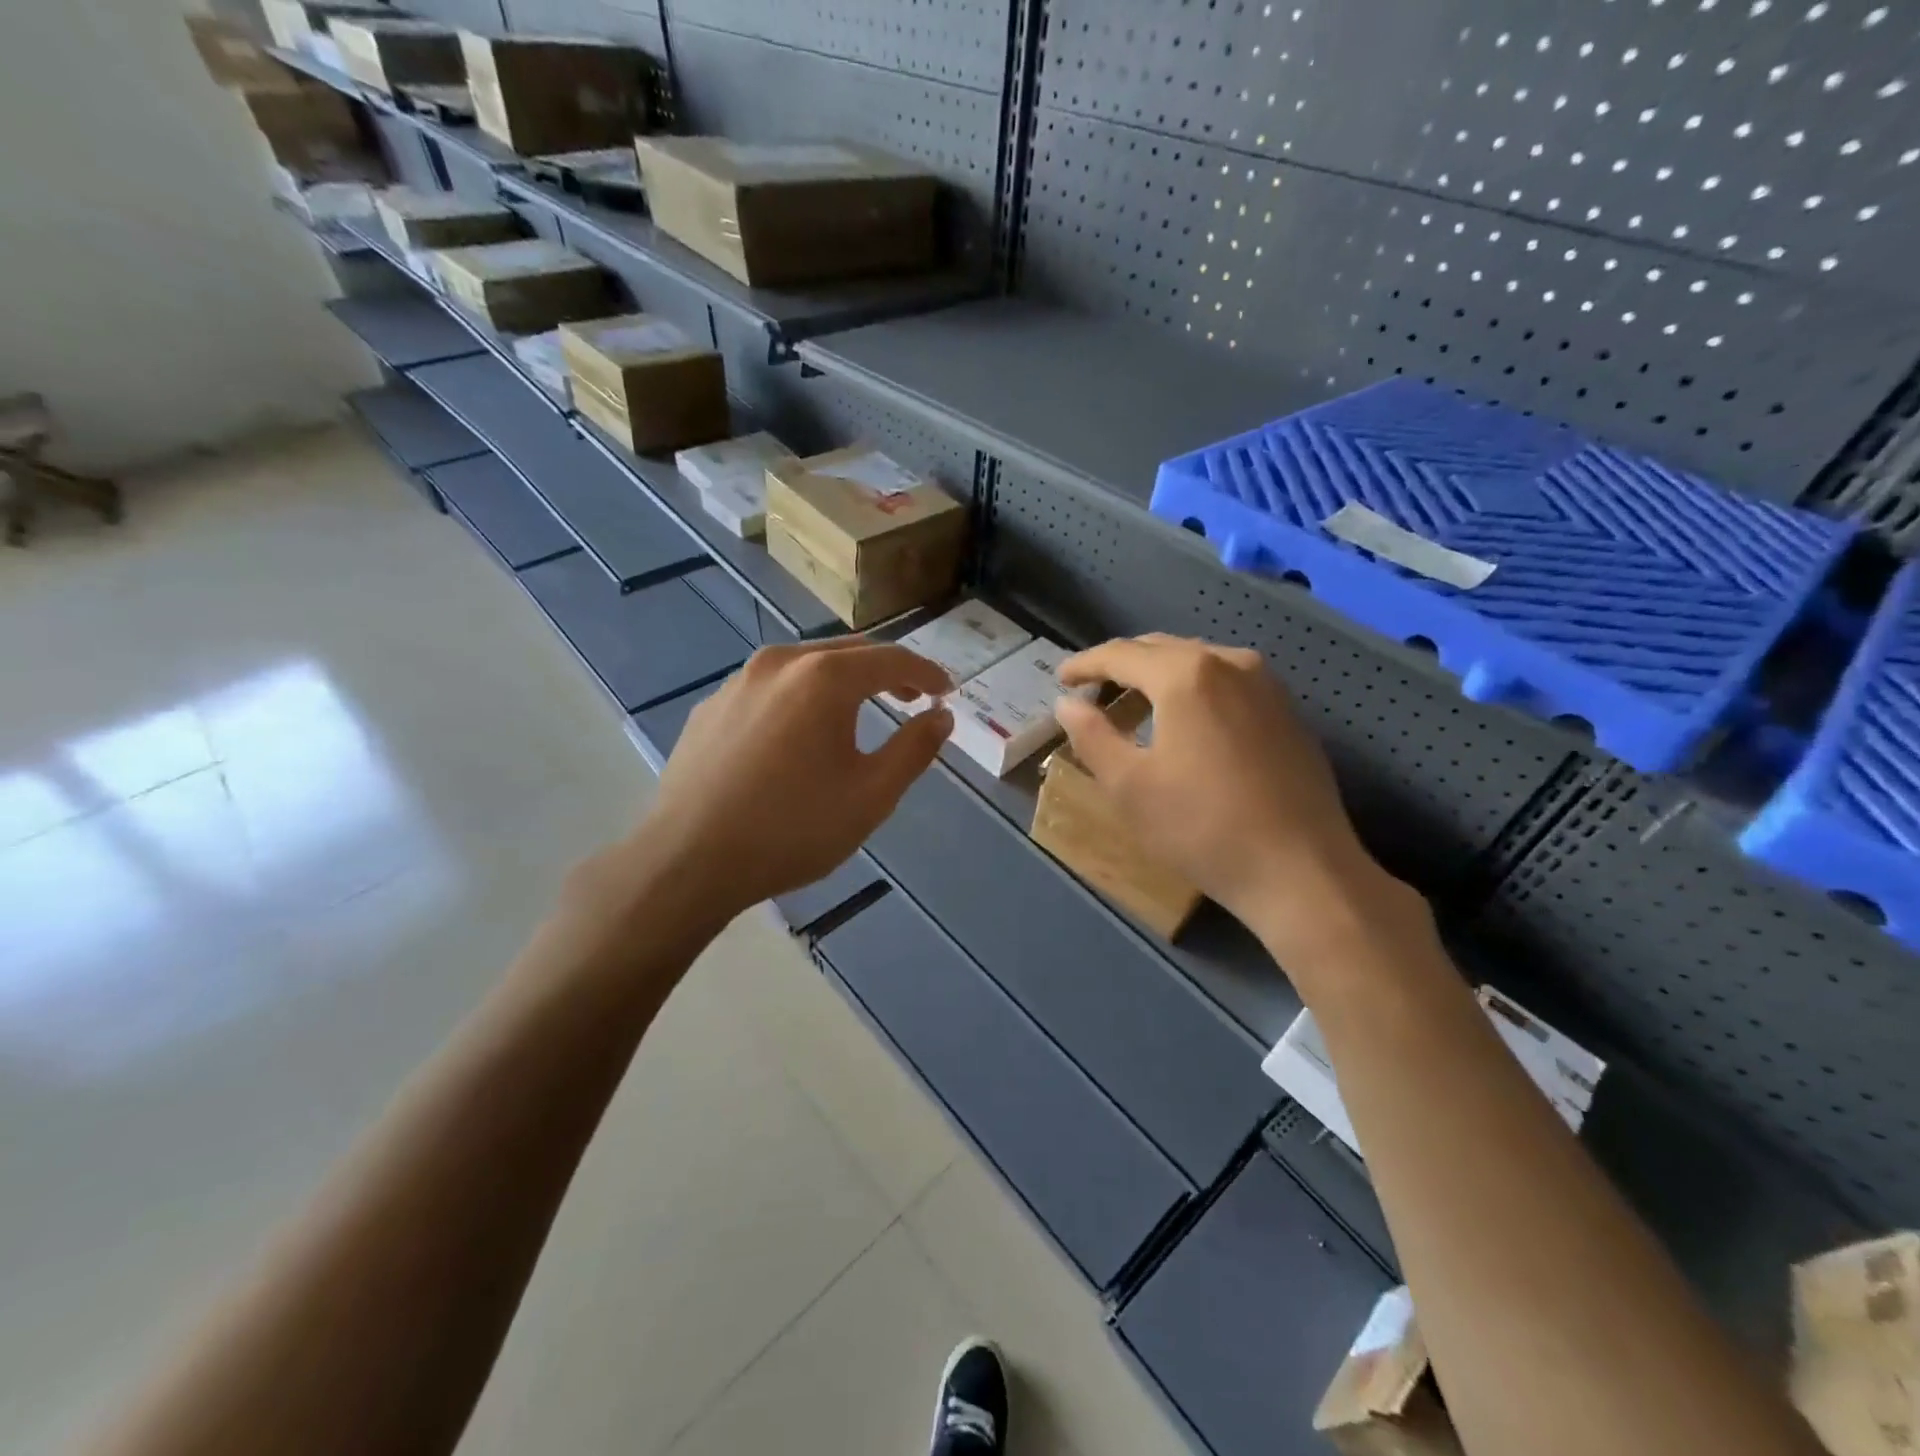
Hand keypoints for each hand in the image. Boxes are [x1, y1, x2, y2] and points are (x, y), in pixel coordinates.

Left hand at [608, 640, 953, 930]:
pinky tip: (797, 737)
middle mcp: (779, 662)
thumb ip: (914, 749)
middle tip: (912, 699)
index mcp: (824, 677)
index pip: (892, 660)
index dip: (926, 674)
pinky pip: (769, 690)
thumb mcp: (871, 795)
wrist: (689, 860)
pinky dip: (799, 699)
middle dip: (886, 673)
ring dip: (841, 683)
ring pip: (804, 667)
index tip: (947, 692)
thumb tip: (941, 716)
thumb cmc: (793, 827)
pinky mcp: (710, 707)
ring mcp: (737, 682)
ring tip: (857, 714)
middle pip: (847, 654)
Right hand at [1055, 635, 1409, 957]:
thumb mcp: (1129, 786)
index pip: (1121, 654)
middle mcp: (1229, 663)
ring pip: (1198, 662)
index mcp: (1186, 675)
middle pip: (1161, 649)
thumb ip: (1092, 736)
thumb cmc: (1202, 827)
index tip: (1061, 680)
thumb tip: (1067, 704)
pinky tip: (1186, 724)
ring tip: (1134, 710)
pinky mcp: (1287, 711)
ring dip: (1159, 677)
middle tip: (1092, 693)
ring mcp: (1266, 685)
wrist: (1301, 870)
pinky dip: (1194, 691)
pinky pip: (1227, 682)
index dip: (1085, 664)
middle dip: (1121, 666)